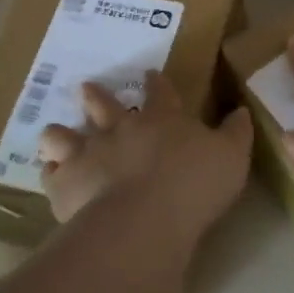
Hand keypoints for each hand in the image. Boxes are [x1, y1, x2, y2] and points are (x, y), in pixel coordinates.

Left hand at [37, 71, 251, 235]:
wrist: (145, 219)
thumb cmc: (194, 185)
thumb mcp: (232, 157)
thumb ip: (236, 133)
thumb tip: (242, 110)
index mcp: (162, 121)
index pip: (161, 93)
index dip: (156, 83)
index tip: (149, 73)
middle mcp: (120, 130)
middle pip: (103, 106)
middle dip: (95, 96)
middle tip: (86, 88)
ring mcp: (89, 154)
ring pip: (65, 135)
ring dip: (60, 134)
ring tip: (55, 134)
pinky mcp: (66, 183)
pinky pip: (52, 174)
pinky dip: (51, 173)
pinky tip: (51, 175)